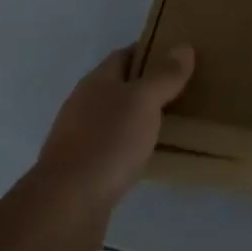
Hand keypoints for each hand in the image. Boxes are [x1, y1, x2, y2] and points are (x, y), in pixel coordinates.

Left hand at [30, 44, 195, 229]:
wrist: (68, 204)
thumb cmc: (108, 142)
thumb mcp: (143, 102)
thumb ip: (164, 76)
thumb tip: (183, 47)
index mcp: (96, 81)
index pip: (123, 55)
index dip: (149, 52)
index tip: (176, 57)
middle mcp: (83, 104)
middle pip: (118, 86)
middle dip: (145, 87)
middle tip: (180, 91)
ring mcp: (78, 137)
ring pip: (113, 118)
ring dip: (136, 118)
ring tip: (168, 124)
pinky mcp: (80, 169)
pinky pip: (110, 148)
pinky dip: (128, 147)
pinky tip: (143, 158)